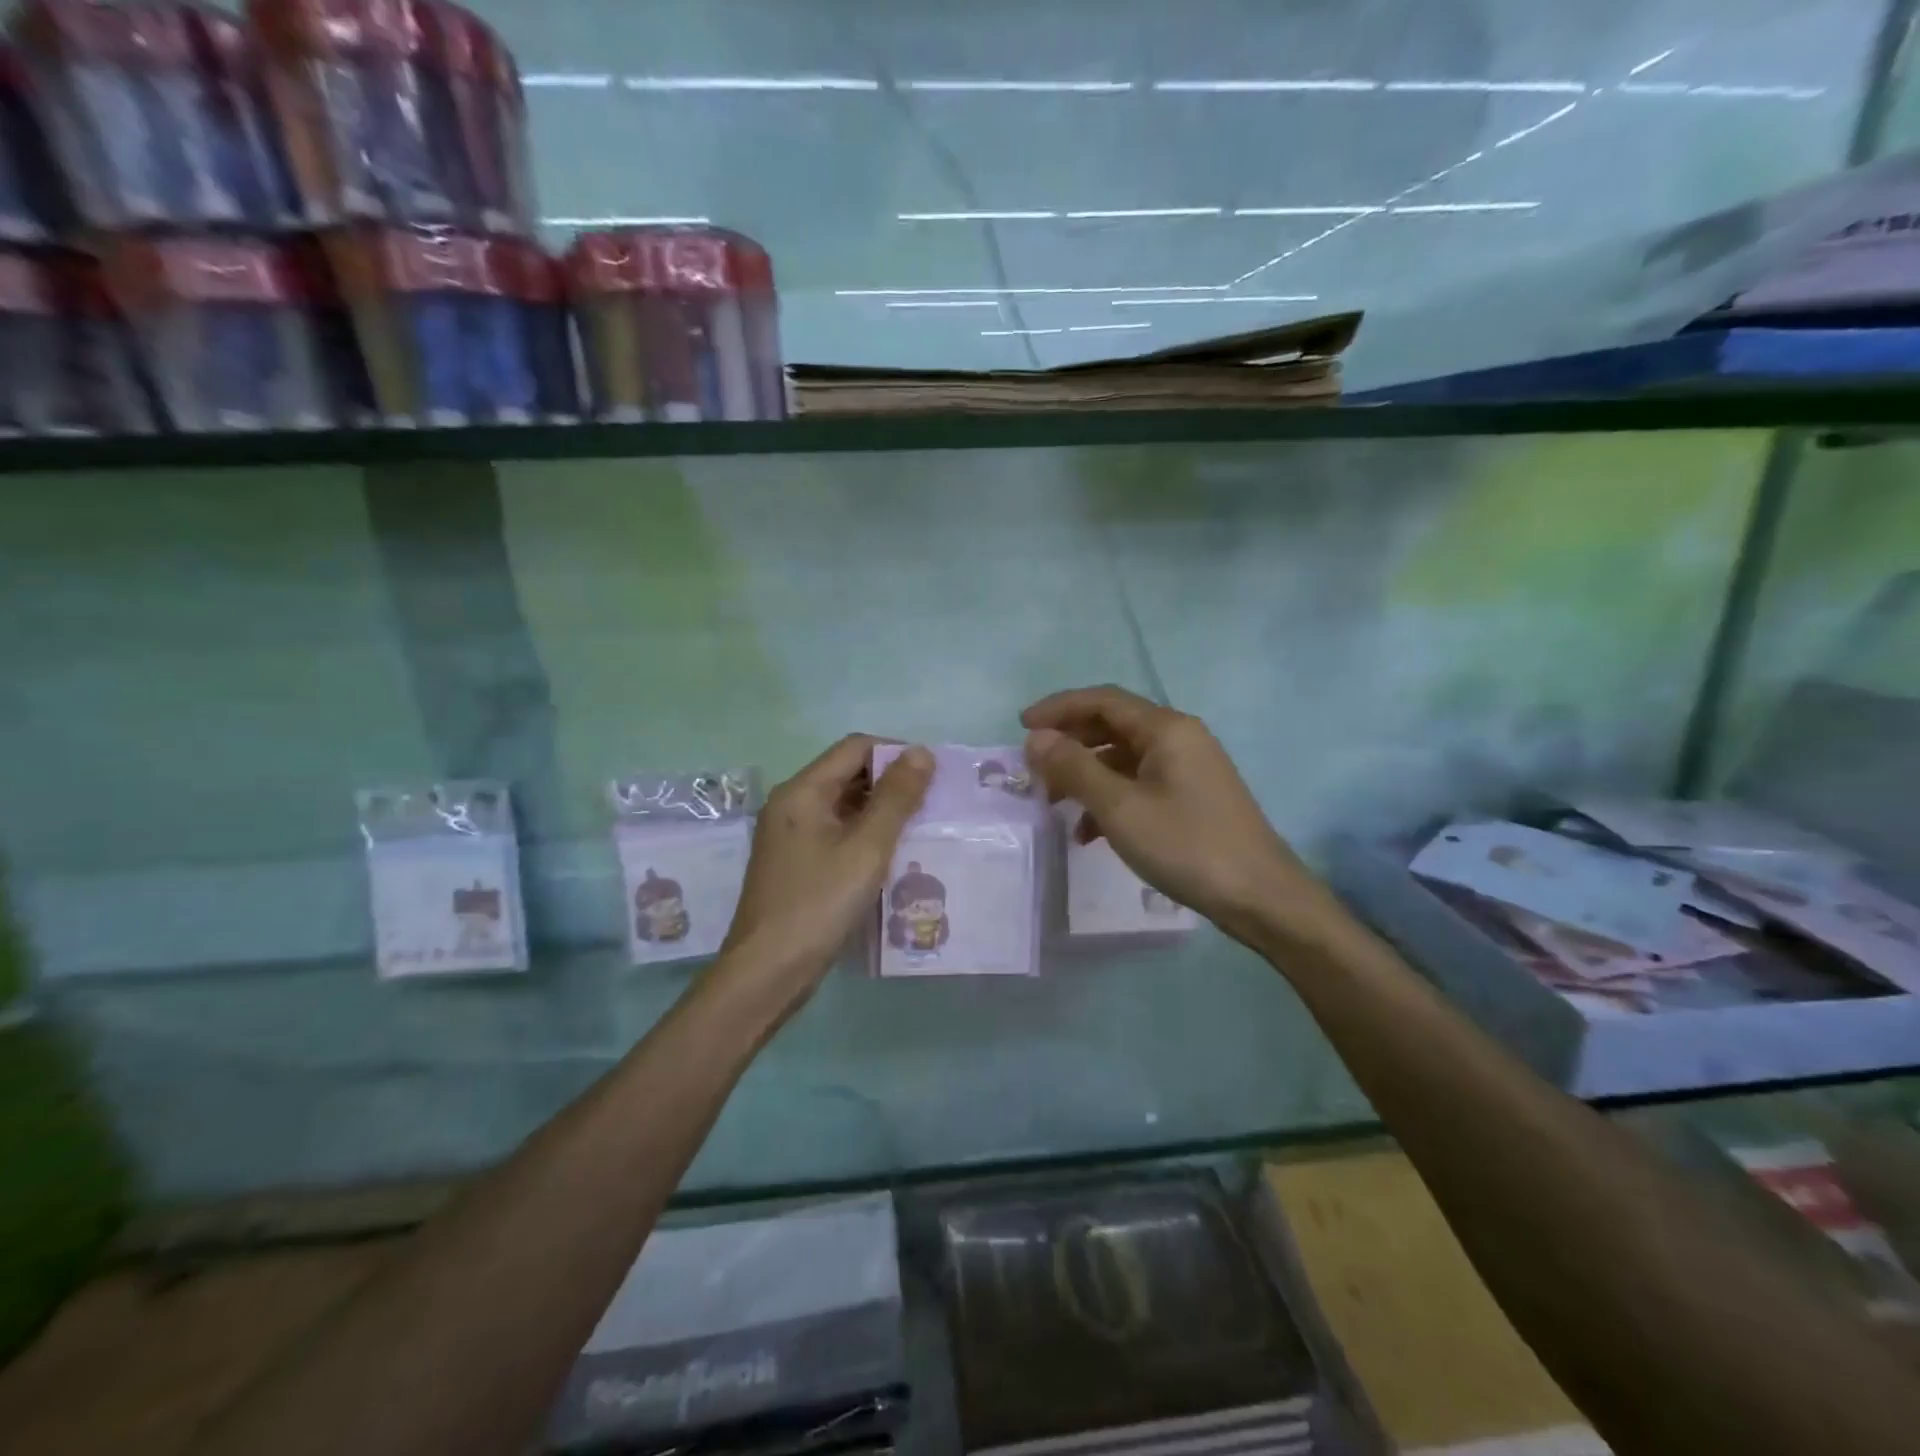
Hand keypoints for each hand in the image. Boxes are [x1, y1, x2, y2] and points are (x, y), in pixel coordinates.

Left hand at [720, 735, 932, 999]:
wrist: (767, 972)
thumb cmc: (819, 904)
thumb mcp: (866, 848)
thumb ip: (895, 798)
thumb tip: (920, 752)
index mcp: (802, 791)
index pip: (855, 747)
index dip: (896, 753)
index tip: (934, 777)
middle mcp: (792, 805)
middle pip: (848, 774)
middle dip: (892, 784)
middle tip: (933, 806)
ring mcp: (791, 836)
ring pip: (844, 807)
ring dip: (881, 813)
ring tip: (921, 831)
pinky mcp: (797, 864)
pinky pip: (837, 834)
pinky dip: (866, 837)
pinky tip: (893, 858)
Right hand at [1022, 685, 1328, 943]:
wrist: (1260, 897)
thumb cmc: (1186, 845)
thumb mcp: (1120, 808)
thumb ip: (1075, 768)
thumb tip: (1037, 738)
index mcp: (1166, 729)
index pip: (1102, 700)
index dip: (1058, 708)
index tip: (1021, 726)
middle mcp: (1179, 738)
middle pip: (1112, 726)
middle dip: (1070, 744)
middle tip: (1035, 769)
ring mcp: (1188, 768)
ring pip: (1124, 759)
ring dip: (1086, 776)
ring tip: (1055, 805)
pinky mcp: (1192, 797)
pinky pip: (1140, 784)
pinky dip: (1110, 799)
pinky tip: (1089, 833)